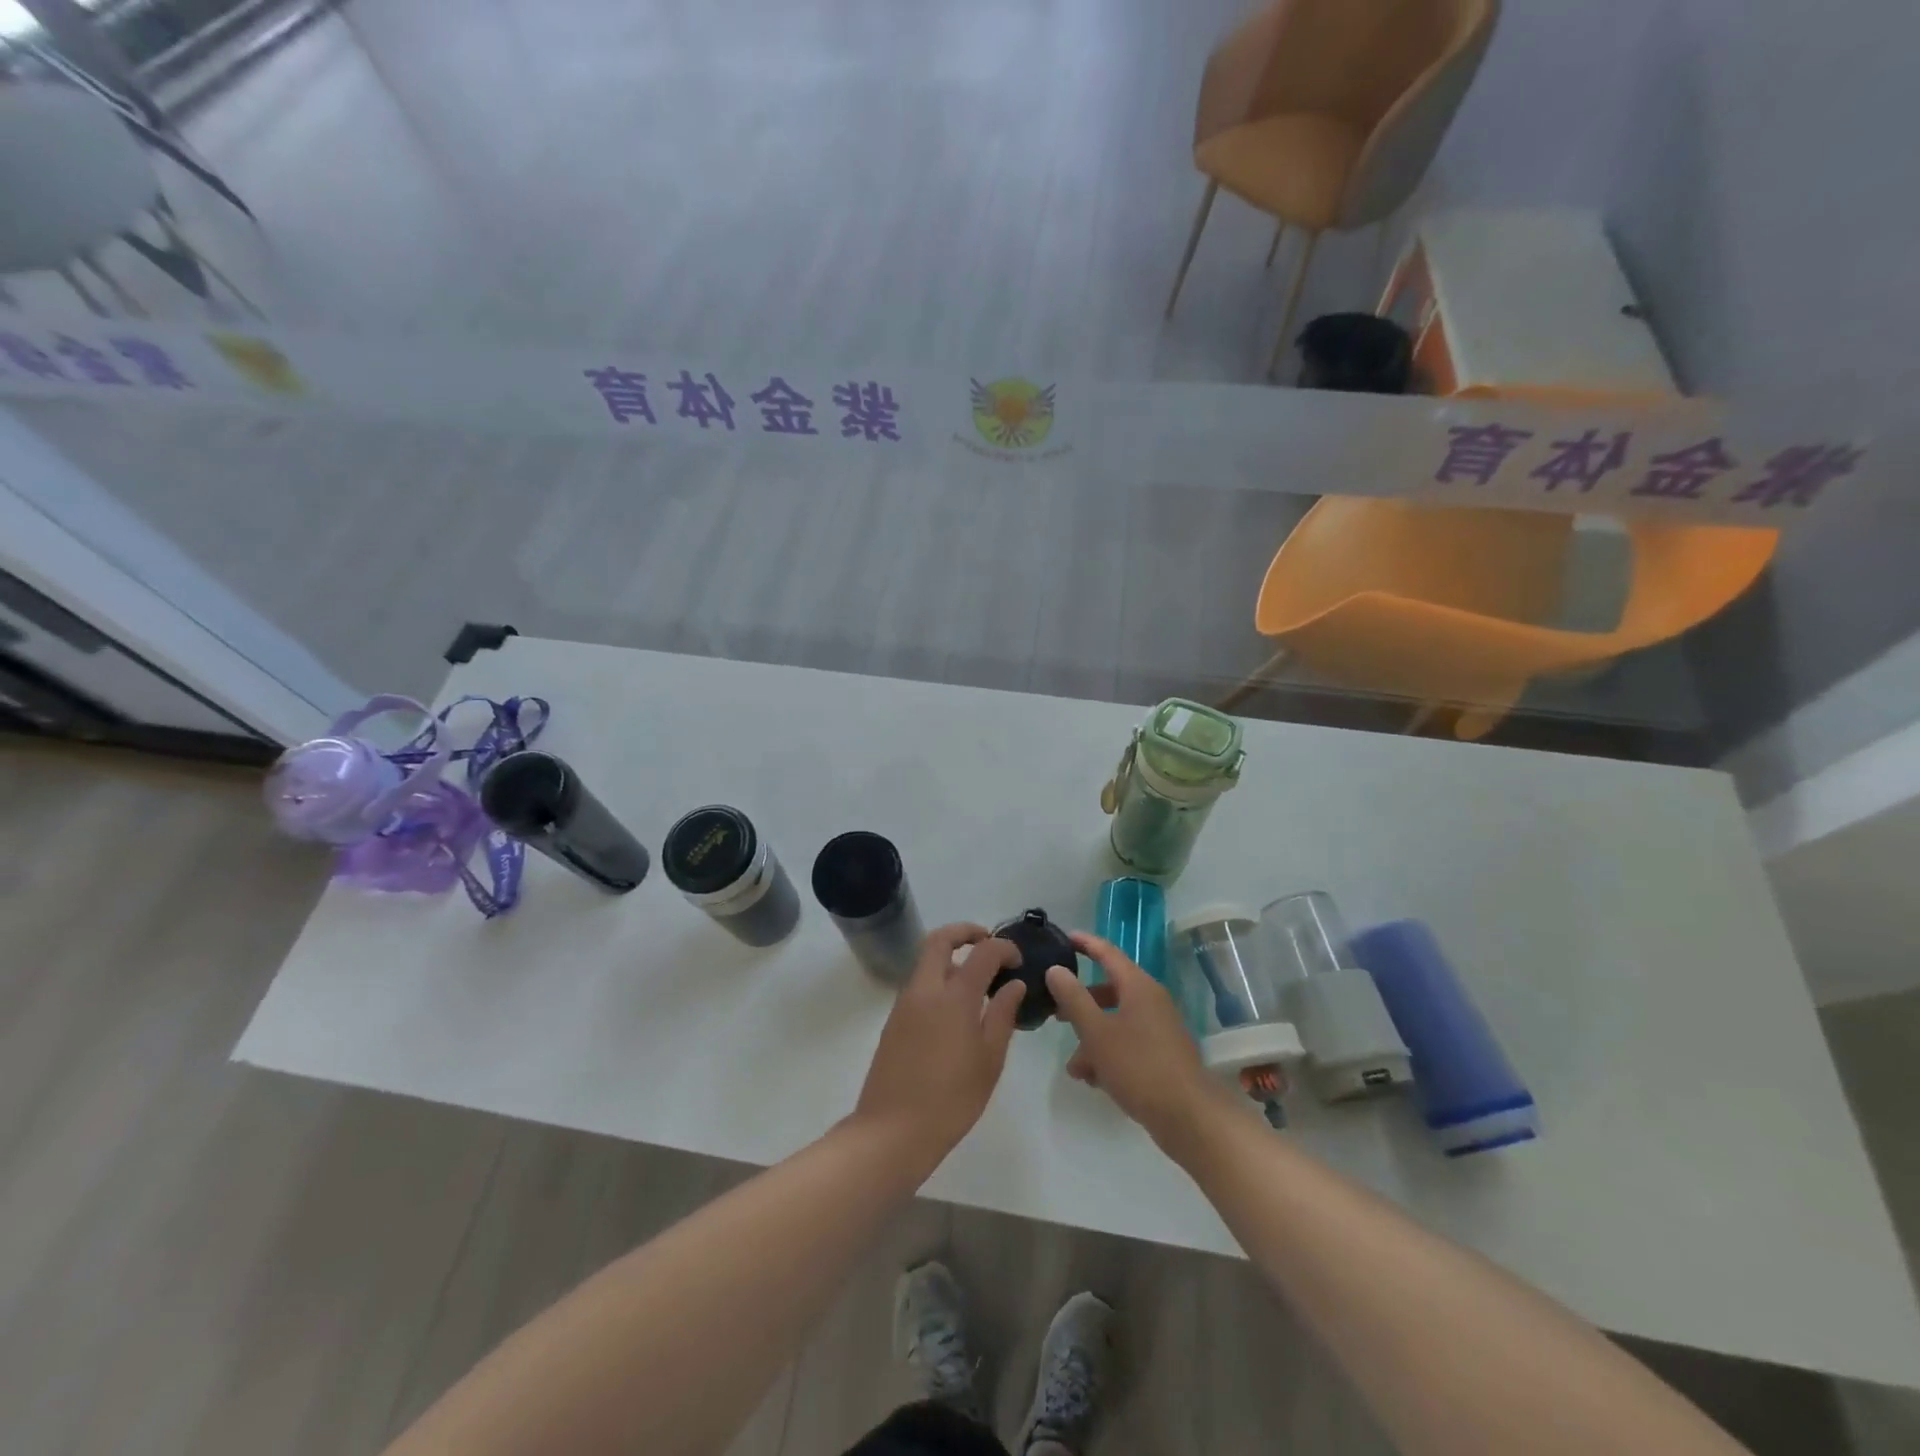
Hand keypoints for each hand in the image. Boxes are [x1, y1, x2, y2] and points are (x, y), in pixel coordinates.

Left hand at [852, 924, 1025, 1166]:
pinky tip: (957, 1009)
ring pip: (926, 960)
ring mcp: (904, 1003)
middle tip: (989, 943)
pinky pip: (919, 984)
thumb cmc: (951, 1099)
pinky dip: (939, 979)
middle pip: (940, 940)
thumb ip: (1002, 1015)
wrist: (892, 1131)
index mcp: (954, 997)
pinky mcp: (894, 1021)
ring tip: (978, 980)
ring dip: (951, 956)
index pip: (982, 952)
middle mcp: (925, 989)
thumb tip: (1014, 985)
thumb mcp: (989, 1060)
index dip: (1004, 948)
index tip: (1018, 961)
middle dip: (965, 932)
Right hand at [1047, 931, 1229, 1157]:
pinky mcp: (1161, 1055)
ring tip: (1073, 1065)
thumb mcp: (1097, 1032)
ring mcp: (1158, 1029)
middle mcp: (1150, 1001)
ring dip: (1091, 1037)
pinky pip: (1127, 1044)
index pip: (1107, 953)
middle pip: (1109, 989)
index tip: (1062, 937)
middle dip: (1080, 1001)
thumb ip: (1073, 998)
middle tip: (1054, 1010)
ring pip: (1115, 1021)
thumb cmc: (1139, 1066)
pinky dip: (1108, 1054)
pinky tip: (1093, 1080)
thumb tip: (1055, 968)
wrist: (1189, 1117)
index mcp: (1138, 986)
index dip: (1084, 943)